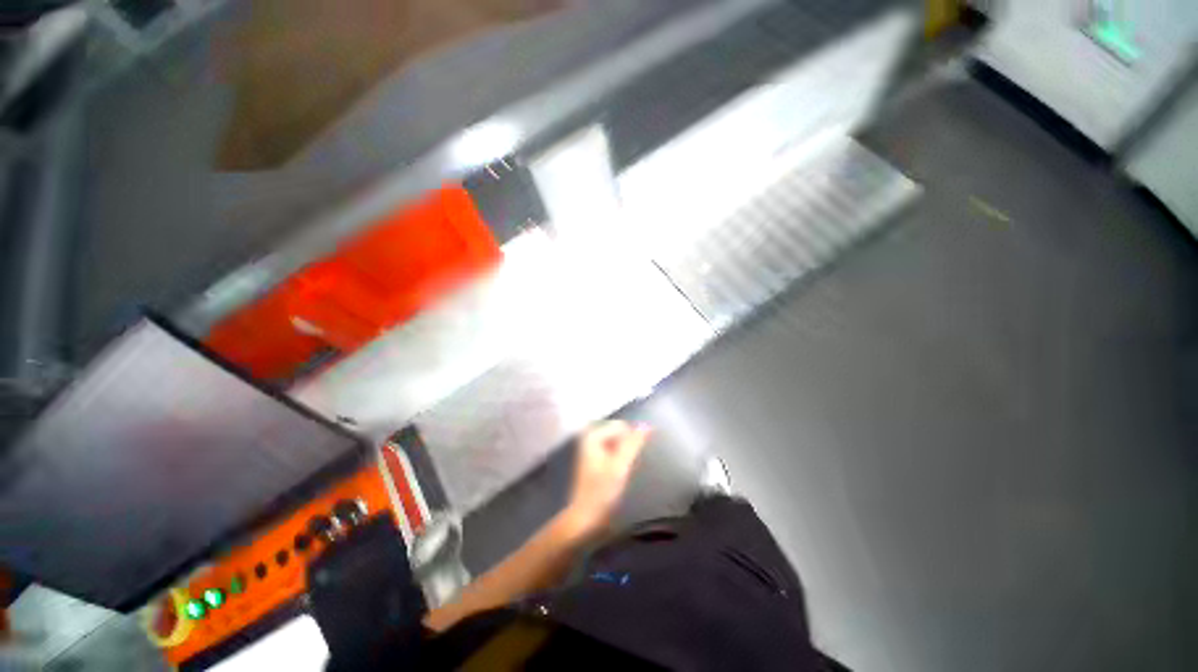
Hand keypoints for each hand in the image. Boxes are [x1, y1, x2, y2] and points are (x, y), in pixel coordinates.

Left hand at [564, 420, 650, 536]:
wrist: (586, 518)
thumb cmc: (602, 491)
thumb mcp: (620, 466)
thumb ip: (633, 444)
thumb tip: (647, 425)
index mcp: (593, 435)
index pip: (622, 426)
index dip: (631, 442)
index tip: (629, 461)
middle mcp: (590, 437)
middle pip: (619, 432)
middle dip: (627, 446)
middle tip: (625, 467)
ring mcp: (592, 447)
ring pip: (618, 442)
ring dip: (625, 453)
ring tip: (622, 471)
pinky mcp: (595, 458)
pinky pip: (614, 450)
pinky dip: (620, 458)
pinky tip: (619, 473)